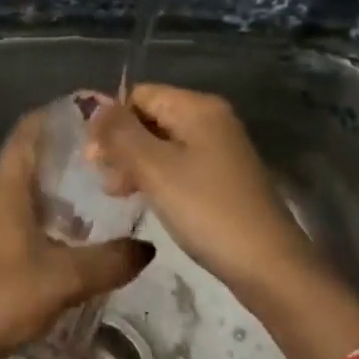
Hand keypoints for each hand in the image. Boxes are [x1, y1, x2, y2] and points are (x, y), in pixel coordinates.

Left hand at [0, 109, 155, 358]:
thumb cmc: (0, 295)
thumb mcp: (63, 280)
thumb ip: (107, 263)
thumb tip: (146, 248)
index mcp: (5, 194)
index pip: (24, 138)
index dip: (48, 118)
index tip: (77, 112)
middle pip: (25, 170)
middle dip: (59, 165)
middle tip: (99, 169)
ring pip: (18, 204)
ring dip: (50, 202)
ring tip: (88, 214)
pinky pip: (10, 229)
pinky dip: (37, 228)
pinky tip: (58, 251)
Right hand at [89, 85, 358, 358]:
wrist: (266, 264)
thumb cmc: (205, 210)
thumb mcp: (153, 168)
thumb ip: (119, 133)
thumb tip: (91, 103)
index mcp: (197, 107)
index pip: (138, 95)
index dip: (110, 122)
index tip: (93, 160)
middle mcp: (211, 119)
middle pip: (149, 117)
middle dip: (121, 144)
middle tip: (104, 181)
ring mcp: (219, 149)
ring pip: (161, 143)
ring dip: (134, 164)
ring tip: (119, 194)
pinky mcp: (222, 177)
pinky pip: (178, 164)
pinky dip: (156, 177)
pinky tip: (145, 200)